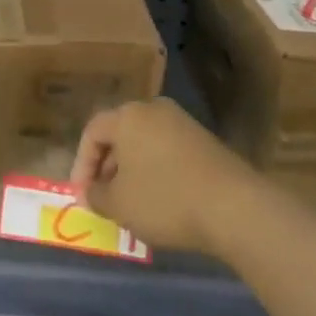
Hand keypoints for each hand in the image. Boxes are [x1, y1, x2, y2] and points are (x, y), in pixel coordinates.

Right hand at [69, 99, 257, 255]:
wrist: (234, 206)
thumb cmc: (165, 200)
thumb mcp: (119, 205)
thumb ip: (97, 196)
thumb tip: (91, 192)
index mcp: (128, 115)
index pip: (93, 131)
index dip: (82, 164)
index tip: (83, 195)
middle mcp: (153, 109)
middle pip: (120, 134)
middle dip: (107, 167)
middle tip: (104, 198)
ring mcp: (183, 123)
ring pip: (145, 143)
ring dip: (133, 171)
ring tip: (132, 203)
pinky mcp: (205, 141)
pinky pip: (168, 152)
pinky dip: (158, 172)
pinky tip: (163, 201)